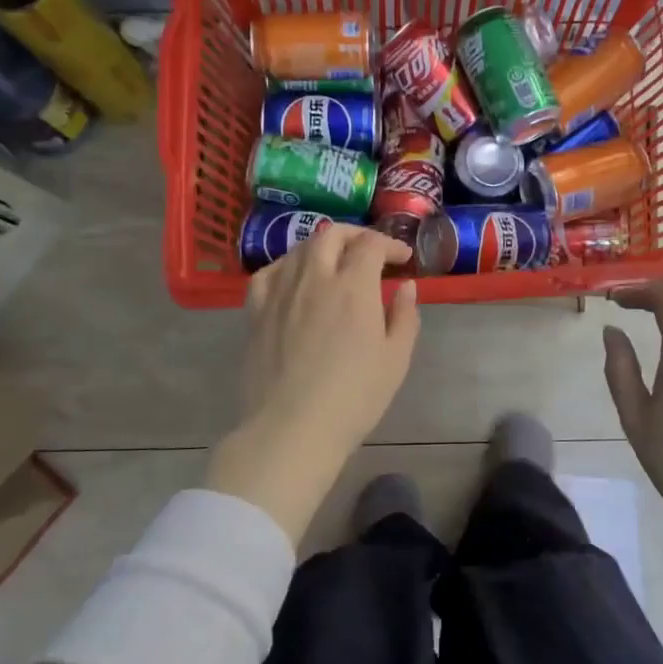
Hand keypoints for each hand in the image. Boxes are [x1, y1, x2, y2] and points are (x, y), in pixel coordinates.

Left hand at [236, 222, 420, 474]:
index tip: (403, 260)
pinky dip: (286, 265)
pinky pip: (268, 273)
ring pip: (299, 249)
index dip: (390, 244)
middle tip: (371, 250)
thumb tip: (406, 286)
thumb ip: (404, 317)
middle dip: (356, 234)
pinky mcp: (256, 312)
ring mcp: (280, 293)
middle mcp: (314, 278)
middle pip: (331, 235)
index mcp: (353, 287)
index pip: (371, 245)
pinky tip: (293, 277)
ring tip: (336, 262)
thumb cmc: (353, 398)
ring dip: (323, 246)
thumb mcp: (395, 360)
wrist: (292, 428)